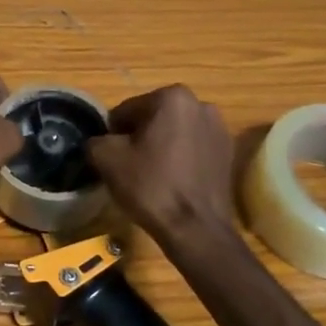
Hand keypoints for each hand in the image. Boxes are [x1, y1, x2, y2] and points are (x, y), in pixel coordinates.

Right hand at [86, 86, 238, 250]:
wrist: (196, 229)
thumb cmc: (150, 186)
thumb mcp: (106, 159)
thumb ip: (96, 140)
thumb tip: (100, 142)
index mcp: (172, 97)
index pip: (127, 110)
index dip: (113, 134)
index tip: (111, 157)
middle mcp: (201, 104)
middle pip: (153, 119)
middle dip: (140, 138)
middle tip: (129, 167)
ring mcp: (220, 129)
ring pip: (175, 134)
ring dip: (161, 147)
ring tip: (153, 176)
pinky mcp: (229, 154)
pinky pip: (193, 150)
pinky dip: (181, 160)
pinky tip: (173, 183)